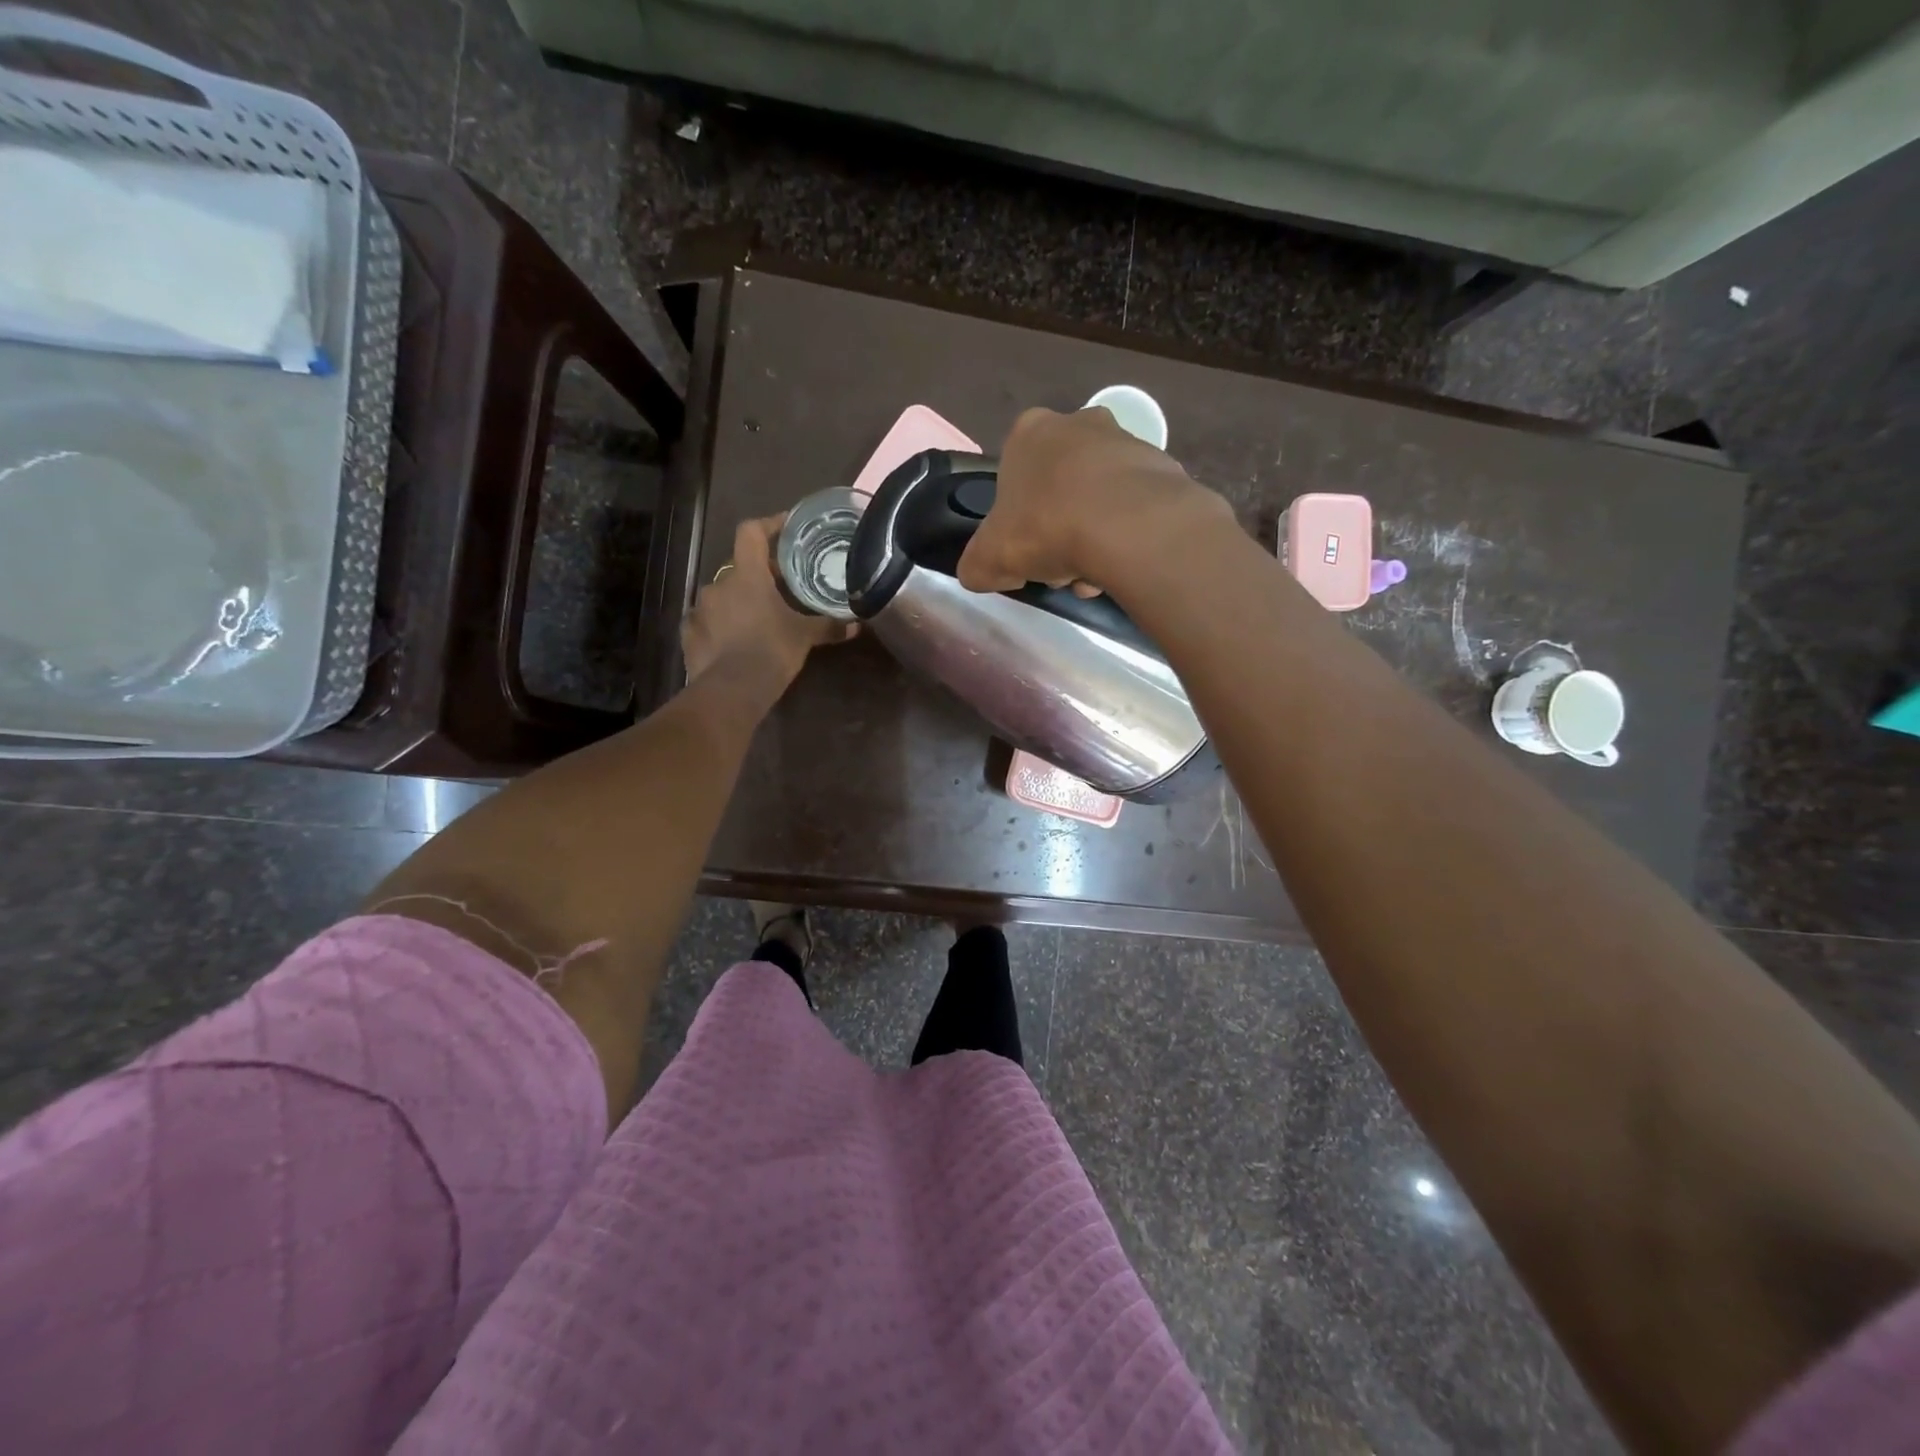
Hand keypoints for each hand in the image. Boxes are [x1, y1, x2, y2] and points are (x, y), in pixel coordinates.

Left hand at [682, 514, 855, 691]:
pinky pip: (706, 621)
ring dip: (738, 601)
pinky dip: (720, 626)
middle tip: (781, 587)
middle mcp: (718, 584)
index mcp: (747, 575)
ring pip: (722, 595)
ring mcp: (699, 609)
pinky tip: (733, 641)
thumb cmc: (771, 650)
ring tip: (758, 618)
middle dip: (759, 574)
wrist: (731, 690)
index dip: (769, 525)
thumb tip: (856, 625)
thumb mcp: (804, 637)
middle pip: (739, 567)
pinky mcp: (689, 634)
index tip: (786, 528)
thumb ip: (828, 626)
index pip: (751, 532)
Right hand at [957, 407, 1231, 597]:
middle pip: (1060, 485)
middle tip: (1061, 566)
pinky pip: (1135, 504)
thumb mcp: (988, 558)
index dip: (1017, 518)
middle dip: (1059, 526)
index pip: (1014, 474)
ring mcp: (1125, 439)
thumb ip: (976, 565)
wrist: (1127, 525)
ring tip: (1096, 573)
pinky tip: (1123, 561)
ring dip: (1094, 533)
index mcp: (1029, 433)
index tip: (1026, 549)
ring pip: (1099, 496)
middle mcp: (1077, 423)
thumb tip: (979, 572)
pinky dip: (1127, 531)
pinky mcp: (1162, 464)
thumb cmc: (1046, 527)